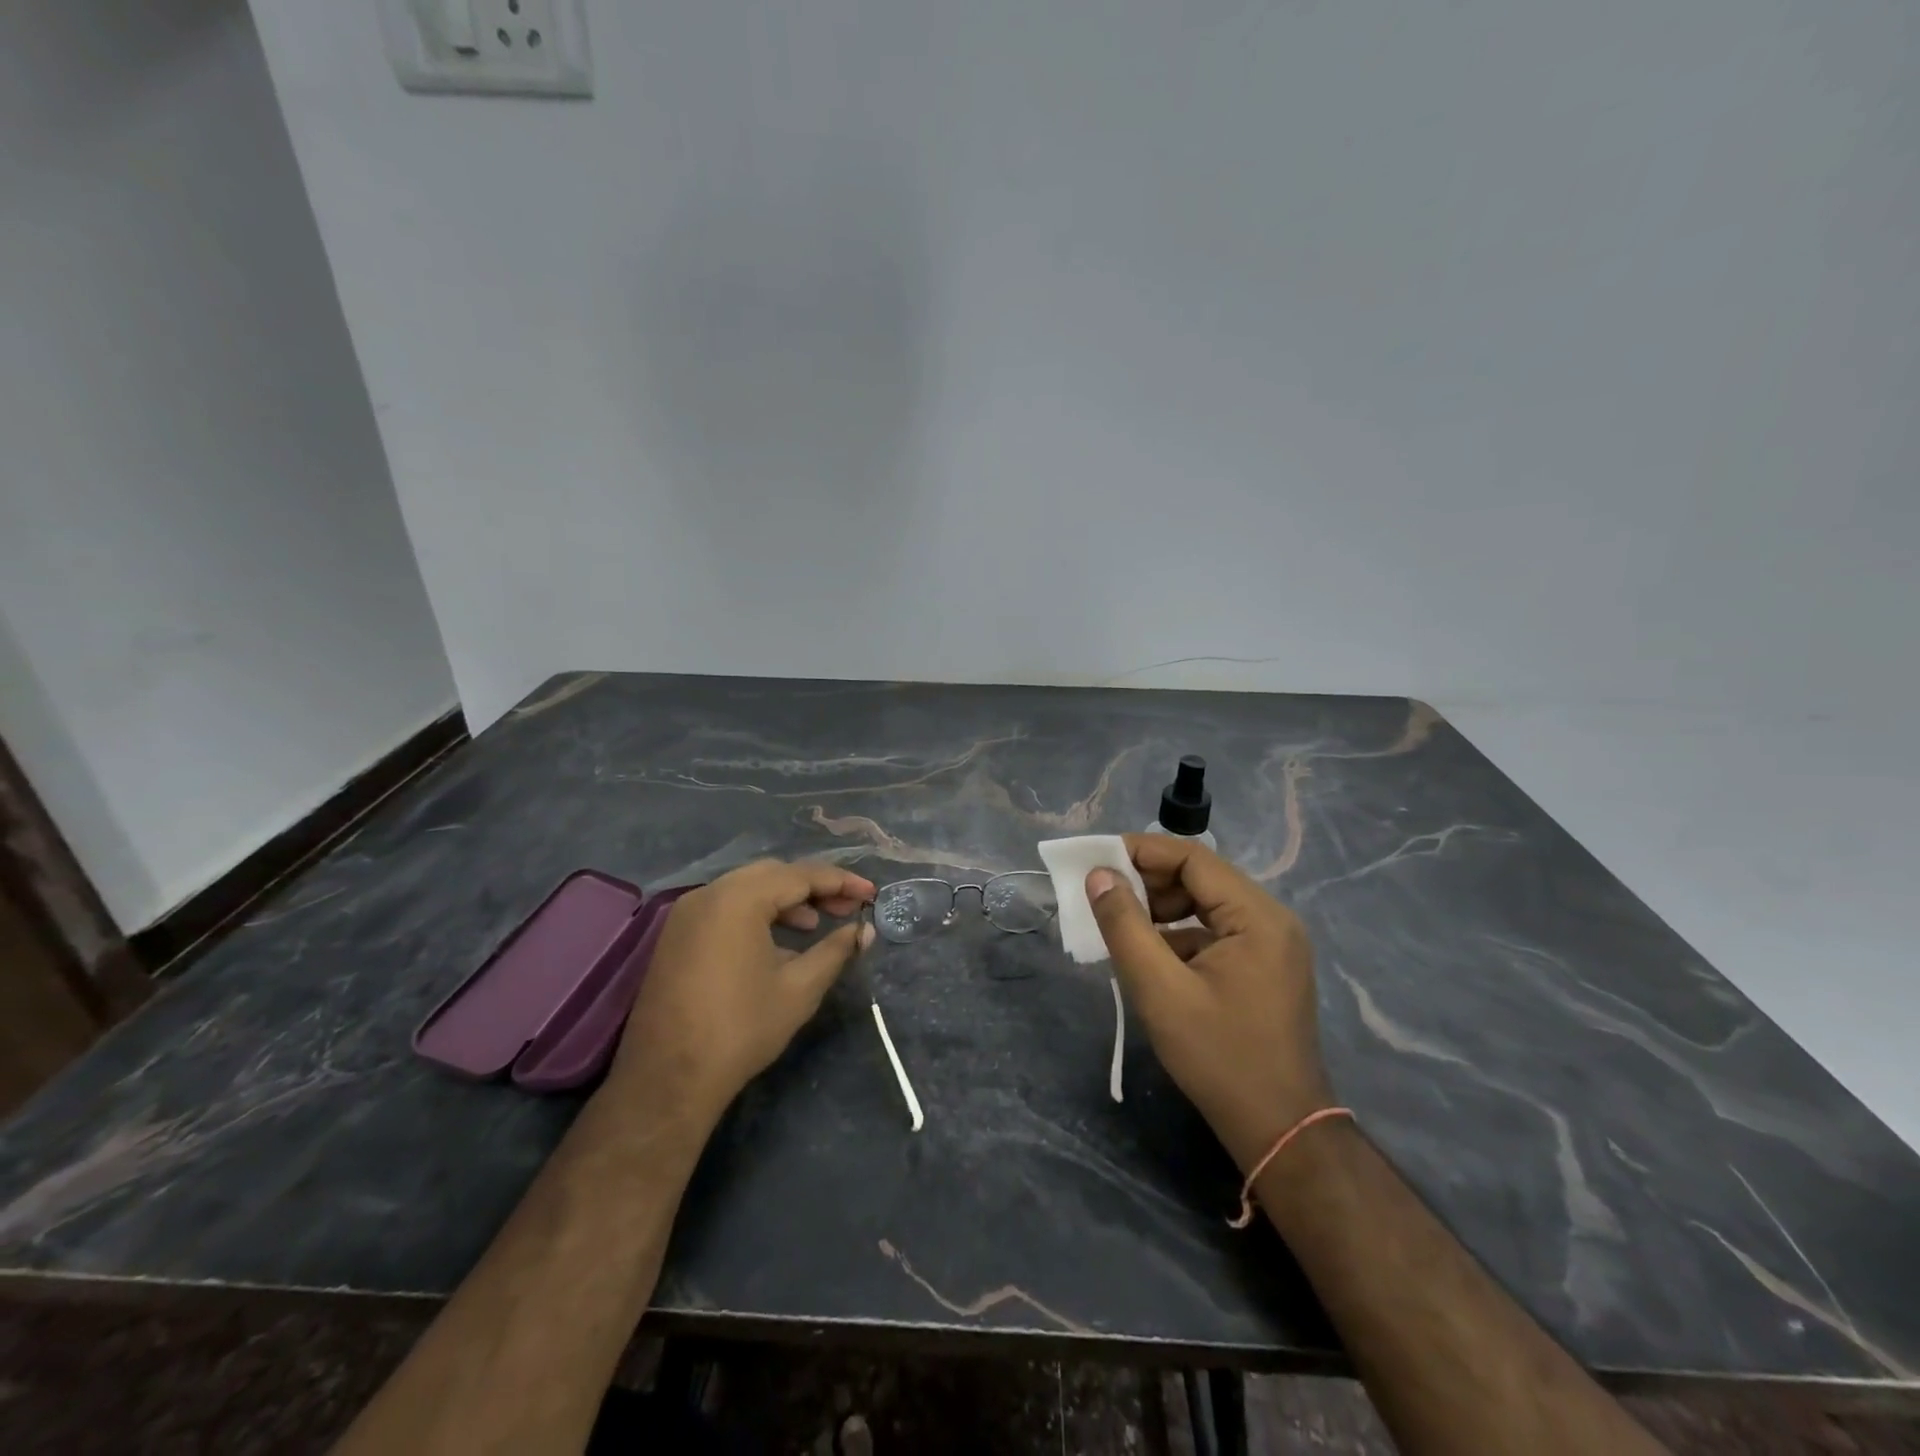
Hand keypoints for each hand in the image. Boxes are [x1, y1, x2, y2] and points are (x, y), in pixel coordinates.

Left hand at [609, 860, 874, 1123]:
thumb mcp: (799, 988)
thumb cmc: (741, 1029)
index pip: (801, 876)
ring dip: (785, 900)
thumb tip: (864, 931)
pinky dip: (756, 913)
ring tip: (814, 925)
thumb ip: (836, 950)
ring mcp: (687, 913)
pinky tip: (777, 941)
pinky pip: (725, 907)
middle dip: (813, 887)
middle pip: (772, 874)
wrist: (668, 1079)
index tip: (871, 894)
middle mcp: (709, 894)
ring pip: (747, 888)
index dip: (841, 882)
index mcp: (739, 899)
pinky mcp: (677, 935)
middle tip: (846, 908)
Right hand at [1087, 834, 1331, 1170]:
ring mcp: (1271, 944)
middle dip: (1148, 882)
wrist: (1279, 1130)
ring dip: (1160, 909)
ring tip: (1119, 926)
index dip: (1142, 851)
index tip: (1097, 859)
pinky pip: (1214, 932)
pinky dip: (1178, 935)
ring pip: (1205, 905)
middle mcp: (1271, 919)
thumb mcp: (1160, 990)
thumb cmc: (1219, 1057)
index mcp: (1257, 916)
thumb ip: (1125, 926)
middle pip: (1201, 878)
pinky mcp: (1264, 967)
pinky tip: (1149, 957)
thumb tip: (1098, 876)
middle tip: (1102, 896)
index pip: (1194, 858)